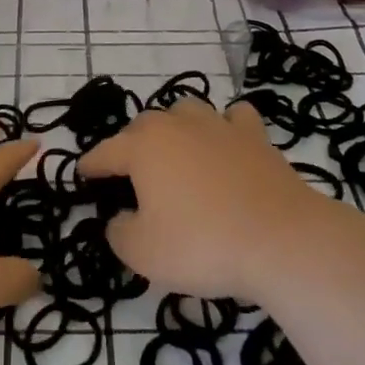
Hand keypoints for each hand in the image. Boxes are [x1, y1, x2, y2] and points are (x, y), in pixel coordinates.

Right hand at [78, 100, 336, 304]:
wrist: (281, 240)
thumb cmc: (203, 244)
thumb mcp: (143, 253)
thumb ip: (119, 232)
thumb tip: (120, 217)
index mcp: (143, 147)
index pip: (105, 152)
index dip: (91, 165)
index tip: (82, 172)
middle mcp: (177, 125)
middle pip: (144, 125)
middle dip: (131, 145)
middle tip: (131, 174)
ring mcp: (219, 125)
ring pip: (186, 111)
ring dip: (175, 127)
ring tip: (176, 151)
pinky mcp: (256, 136)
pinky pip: (234, 118)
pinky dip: (225, 126)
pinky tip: (226, 142)